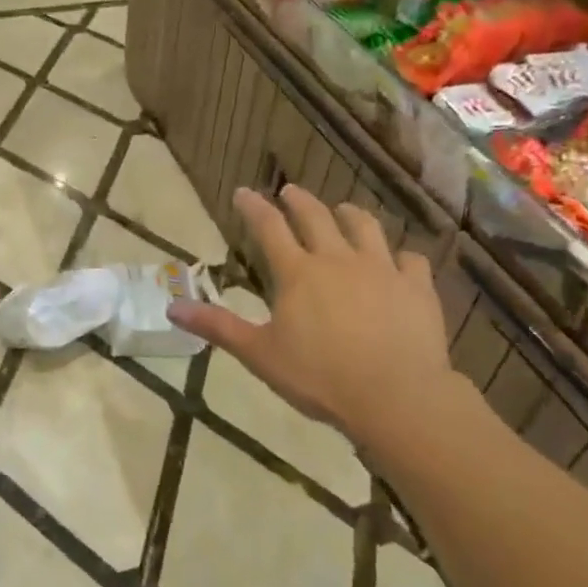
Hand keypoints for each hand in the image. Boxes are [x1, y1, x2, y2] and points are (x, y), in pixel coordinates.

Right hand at [168, 185, 452, 440]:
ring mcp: (382, 270)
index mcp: (298, 273)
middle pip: (316, 217)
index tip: (243, 192)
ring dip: (350, 214)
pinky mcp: (416, 287)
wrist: (396, 396)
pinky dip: (401, 256)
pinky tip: (399, 261)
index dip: (254, 207)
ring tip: (343, 210)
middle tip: (289, 190)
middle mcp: (338, 259)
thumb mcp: (259, 354)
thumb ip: (217, 327)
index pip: (269, 228)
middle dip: (299, 200)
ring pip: (365, 227)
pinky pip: (411, 260)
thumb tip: (171, 307)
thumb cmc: (319, 377)